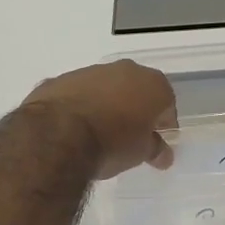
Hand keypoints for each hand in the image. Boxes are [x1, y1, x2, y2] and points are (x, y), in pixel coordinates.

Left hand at [23, 60, 178, 178]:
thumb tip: (163, 154)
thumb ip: (154, 149)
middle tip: (130, 135)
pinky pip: (78, 93)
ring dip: (106, 104)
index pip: (167, 104)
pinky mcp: (62, 79)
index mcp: (152, 84)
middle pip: (137, 89)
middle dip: (135, 109)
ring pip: (106, 87)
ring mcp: (91, 71)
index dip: (164, 124)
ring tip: (99, 132)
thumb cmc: (112, 143)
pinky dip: (80, 105)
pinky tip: (73, 127)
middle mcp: (125, 70)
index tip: (157, 141)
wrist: (58, 134)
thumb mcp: (140, 153)